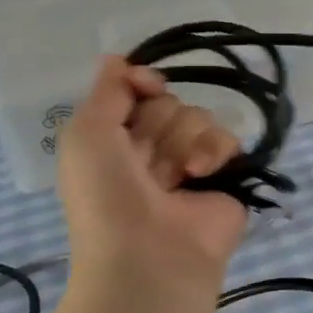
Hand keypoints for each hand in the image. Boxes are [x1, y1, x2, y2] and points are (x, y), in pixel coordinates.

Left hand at [57, 57, 248, 290]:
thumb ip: (106, 91)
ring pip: (198, 117)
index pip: (138, 91)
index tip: (144, 86)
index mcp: (115, 142)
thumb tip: (119, 58)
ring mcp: (190, 164)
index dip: (142, 83)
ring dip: (184, 140)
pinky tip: (200, 174)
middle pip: (169, 103)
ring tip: (176, 175)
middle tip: (147, 160)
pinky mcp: (225, 177)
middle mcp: (153, 150)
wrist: (149, 254)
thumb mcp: (85, 135)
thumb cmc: (106, 196)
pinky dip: (213, 152)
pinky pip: (227, 139)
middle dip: (159, 123)